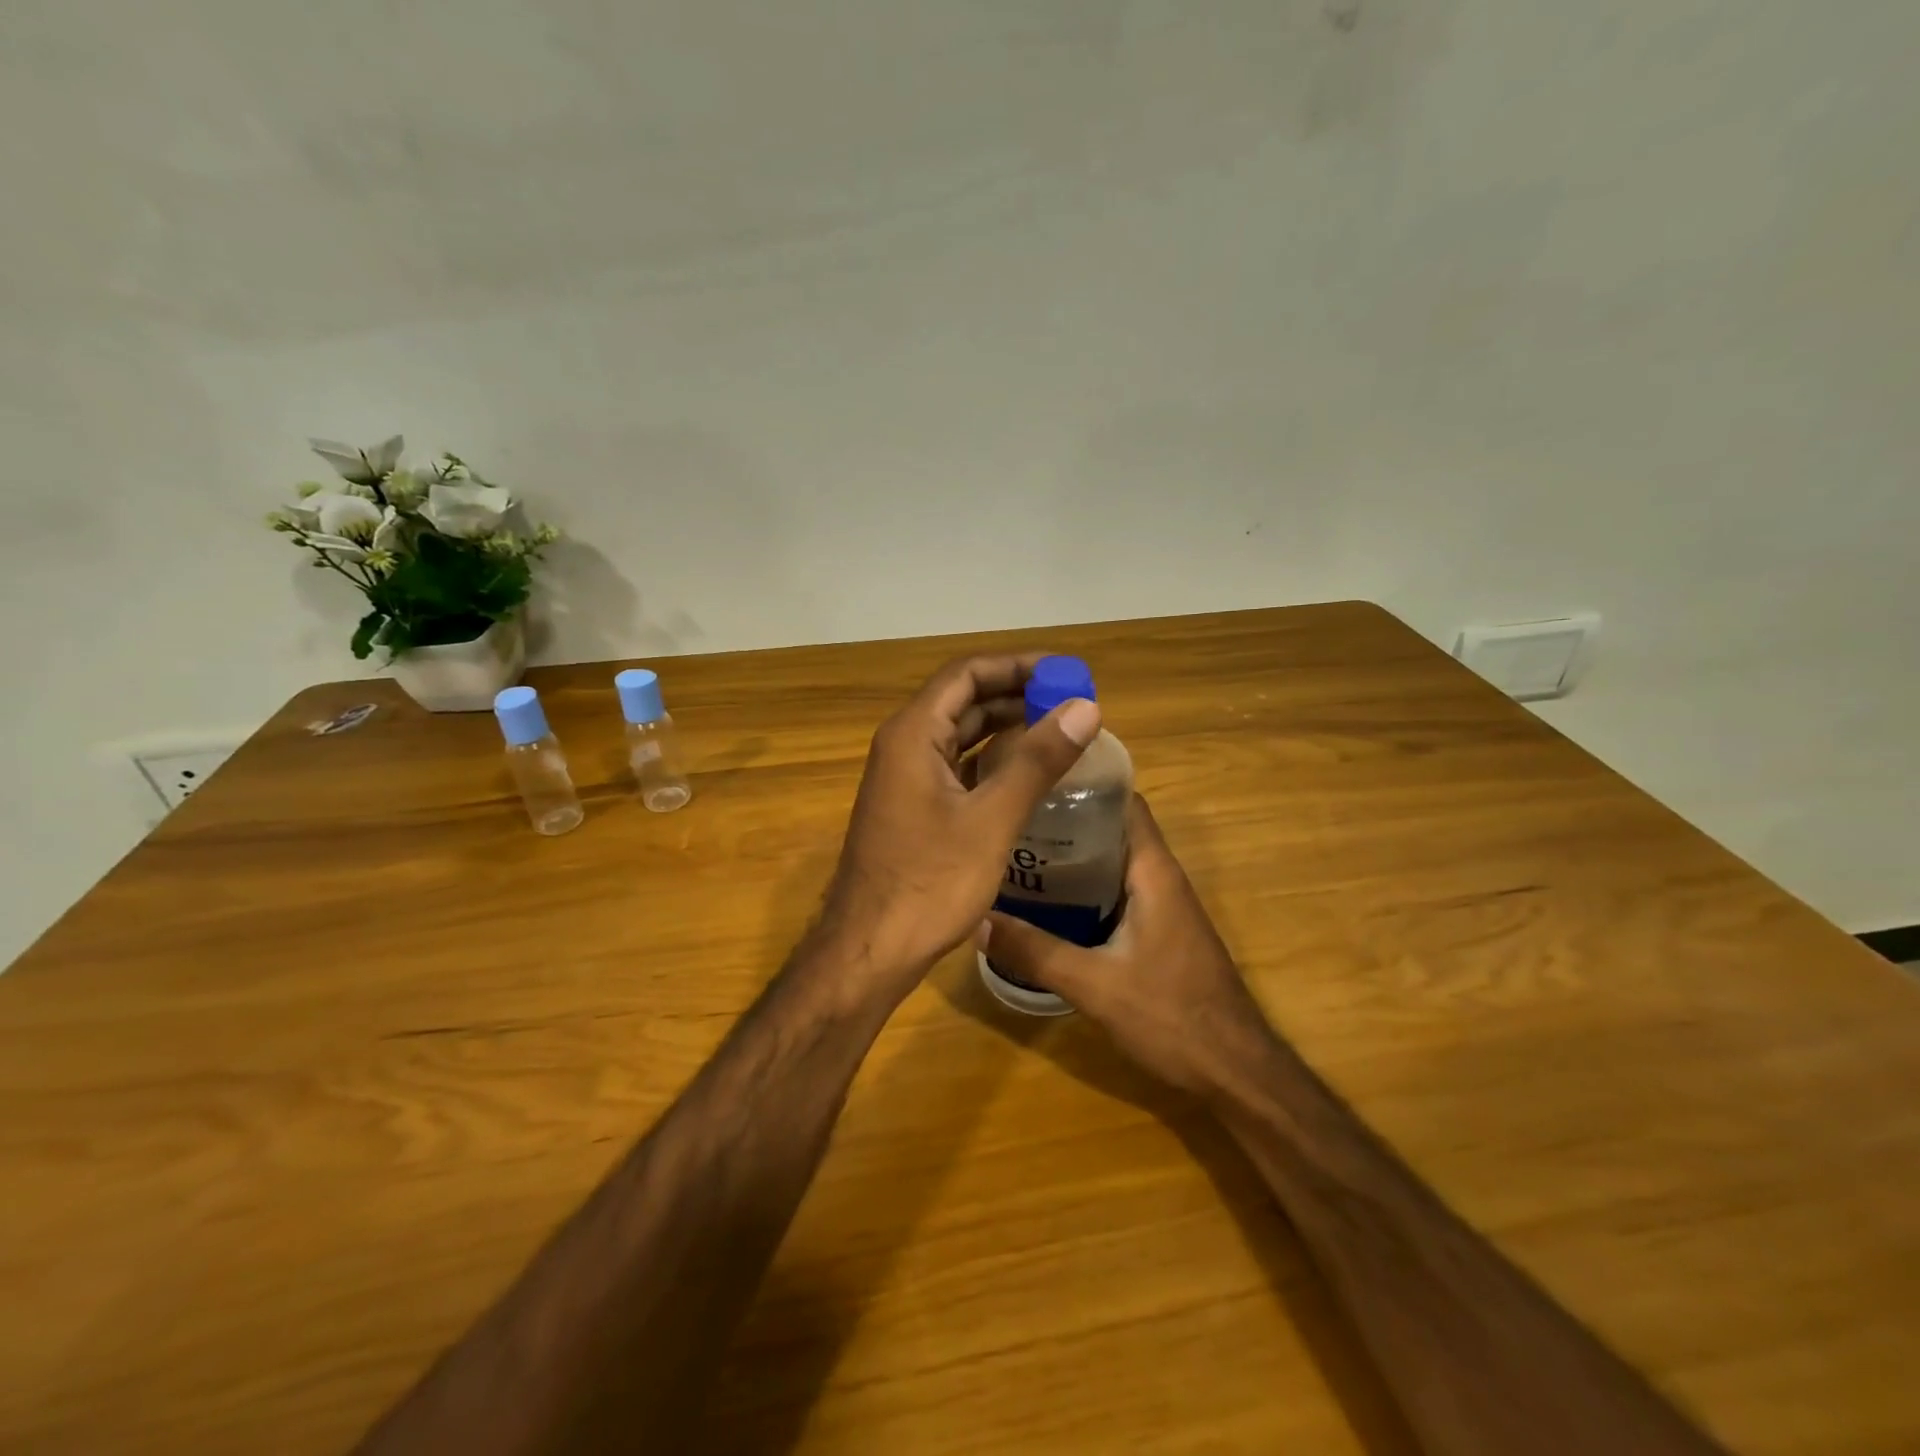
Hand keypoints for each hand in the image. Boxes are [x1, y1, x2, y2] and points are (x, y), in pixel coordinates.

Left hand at [815, 655, 1101, 1001]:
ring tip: (1058, 731)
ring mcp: (904, 777)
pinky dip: (991, 761)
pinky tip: (1025, 774)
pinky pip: (956, 766)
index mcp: (913, 733)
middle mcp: (903, 745)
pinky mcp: (912, 807)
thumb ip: (1038, 760)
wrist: (870, 950)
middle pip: (964, 700)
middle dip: (1017, 695)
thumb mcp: (992, 819)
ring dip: (1006, 727)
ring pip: (960, 734)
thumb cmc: (930, 883)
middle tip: (1072, 703)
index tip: (1066, 673)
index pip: (967, 673)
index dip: (1018, 665)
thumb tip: (1086, 708)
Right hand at [981, 794, 1278, 1095]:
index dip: (1084, 784)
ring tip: (1016, 856)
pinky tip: (1045, 906)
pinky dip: (1083, 890)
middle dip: (1064, 822)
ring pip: (1111, 864)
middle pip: (1111, 829)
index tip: (1035, 780)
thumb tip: (975, 922)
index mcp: (1153, 872)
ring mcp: (1162, 906)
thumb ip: (1036, 952)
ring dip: (1071, 859)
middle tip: (1010, 822)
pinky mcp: (1158, 932)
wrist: (1235, 1071)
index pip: (1124, 802)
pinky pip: (1115, 893)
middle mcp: (1160, 879)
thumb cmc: (1173, 1016)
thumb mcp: (1095, 985)